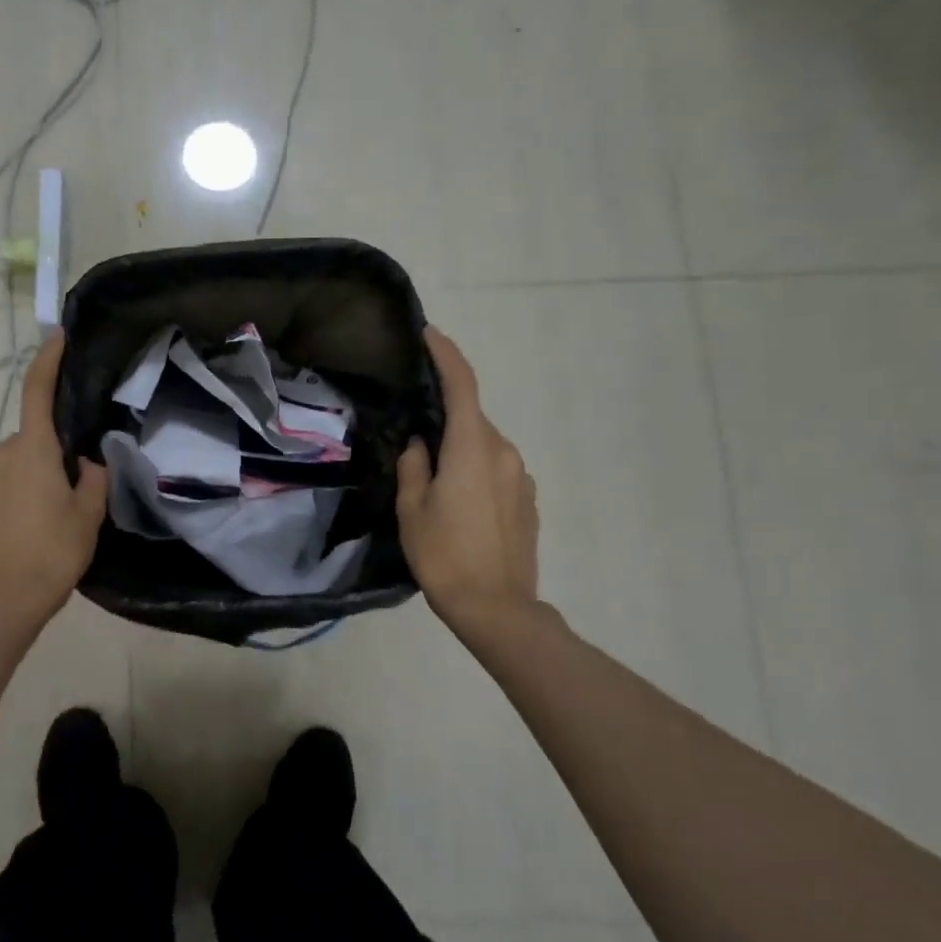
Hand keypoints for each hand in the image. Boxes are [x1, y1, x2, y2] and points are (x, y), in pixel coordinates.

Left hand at [0, 334, 108, 633]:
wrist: (3, 599)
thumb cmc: (52, 551)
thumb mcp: (89, 513)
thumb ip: (94, 477)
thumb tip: (88, 461)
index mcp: (32, 449)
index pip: (37, 391)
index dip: (48, 359)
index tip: (58, 335)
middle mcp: (3, 453)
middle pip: (37, 431)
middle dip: (60, 442)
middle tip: (87, 472)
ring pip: (26, 456)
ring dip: (46, 467)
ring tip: (69, 503)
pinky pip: (13, 475)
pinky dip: (32, 483)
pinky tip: (47, 515)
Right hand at [396, 328, 540, 635]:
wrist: (497, 607)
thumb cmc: (444, 554)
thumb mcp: (412, 508)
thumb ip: (414, 465)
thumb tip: (421, 443)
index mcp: (472, 448)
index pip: (462, 385)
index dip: (446, 355)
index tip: (429, 334)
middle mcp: (504, 452)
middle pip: (471, 418)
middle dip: (444, 418)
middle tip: (413, 438)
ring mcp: (521, 477)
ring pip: (483, 446)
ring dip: (459, 450)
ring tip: (433, 482)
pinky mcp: (528, 500)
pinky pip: (496, 470)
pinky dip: (475, 471)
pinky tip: (458, 505)